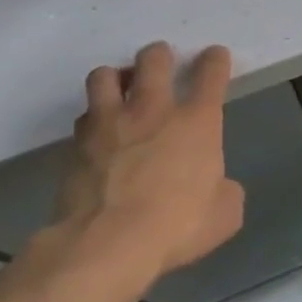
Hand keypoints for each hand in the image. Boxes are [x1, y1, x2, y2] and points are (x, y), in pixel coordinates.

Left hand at [53, 41, 245, 289]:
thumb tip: (216, 186)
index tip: (215, 56)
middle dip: (159, 55)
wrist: (106, 246)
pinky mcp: (76, 146)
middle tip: (161, 63)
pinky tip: (100, 131)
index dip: (215, 60)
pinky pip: (84, 116)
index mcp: (197, 121)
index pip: (210, 74)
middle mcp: (153, 111)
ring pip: (105, 76)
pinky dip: (94, 117)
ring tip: (122, 89)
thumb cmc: (177, 225)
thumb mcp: (225, 212)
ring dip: (117, 77)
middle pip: (153, 60)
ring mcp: (110, 124)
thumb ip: (224, 189)